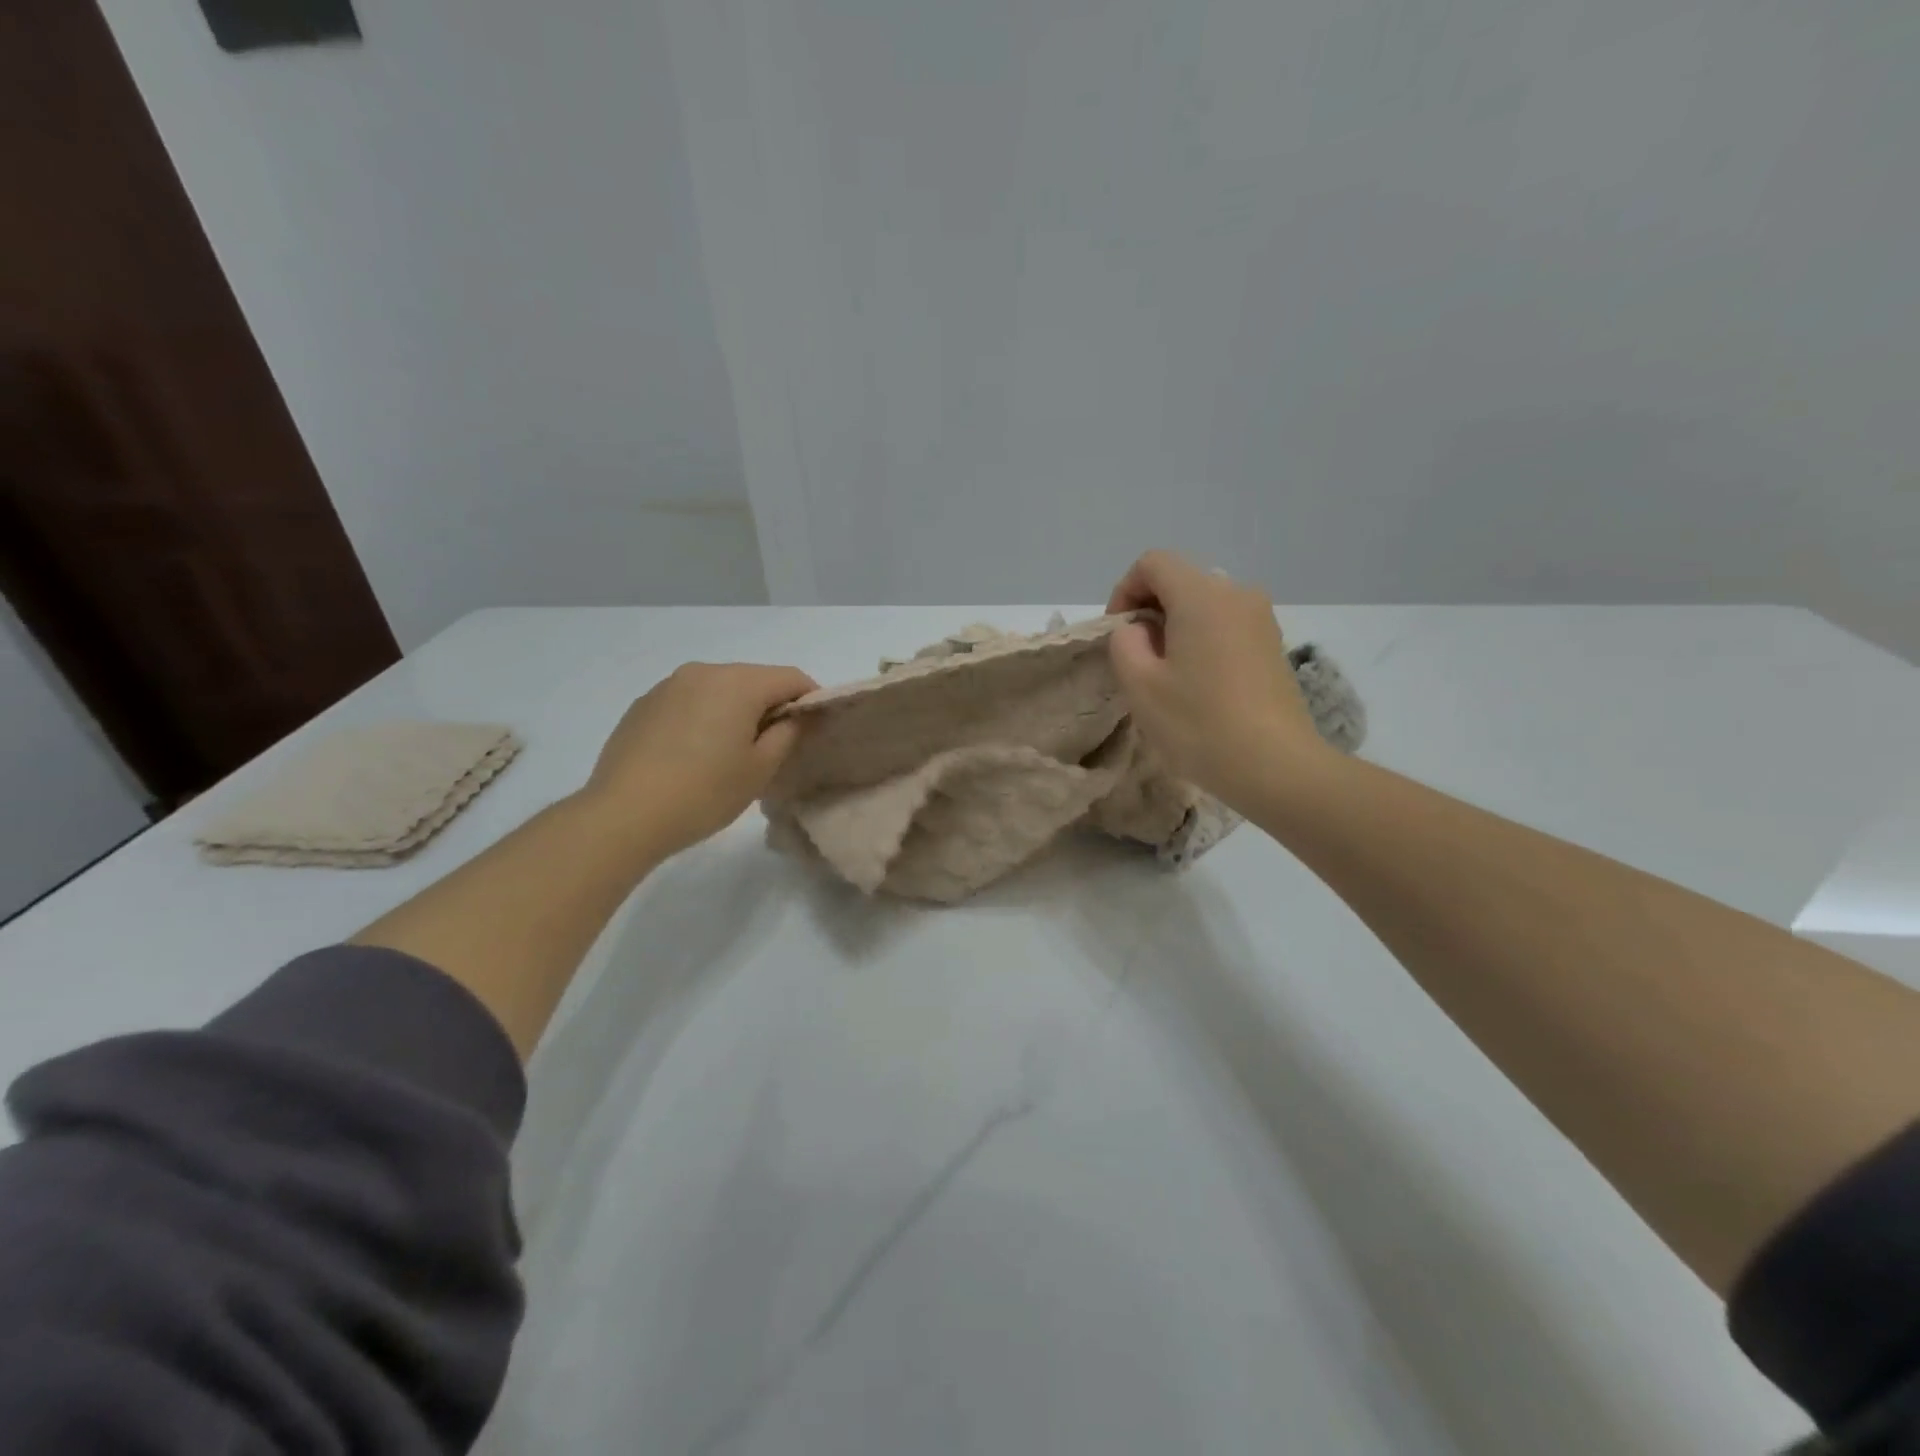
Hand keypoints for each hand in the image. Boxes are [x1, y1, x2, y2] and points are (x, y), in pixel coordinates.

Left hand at [577, 662, 816, 859]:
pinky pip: (688, 701)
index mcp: (738, 683)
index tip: (814, 729)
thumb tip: (796, 716)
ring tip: (730, 752)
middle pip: (753, 679)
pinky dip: (703, 717)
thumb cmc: (704, 792)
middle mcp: (703, 671)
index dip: (811, 699)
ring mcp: (668, 686)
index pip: (791, 677)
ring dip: (735, 711)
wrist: (623, 815)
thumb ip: (788, 734)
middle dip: (771, 705)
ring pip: (718, 689)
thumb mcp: (760, 769)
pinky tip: (694, 754)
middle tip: (775, 746)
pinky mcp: (643, 705)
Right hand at [1106, 551, 1328, 807]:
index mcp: (1202, 595)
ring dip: (1176, 628)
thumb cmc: (1200, 723)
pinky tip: (1199, 686)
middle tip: (1137, 659)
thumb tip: (1139, 630)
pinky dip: (1202, 641)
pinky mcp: (1273, 646)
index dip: (1124, 591)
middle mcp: (1237, 594)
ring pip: (1204, 605)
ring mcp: (1262, 620)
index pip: (1152, 563)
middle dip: (1150, 611)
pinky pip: (1226, 626)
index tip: (1118, 635)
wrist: (1276, 766)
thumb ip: (1124, 642)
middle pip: (1180, 581)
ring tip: (1167, 676)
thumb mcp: (1140, 685)